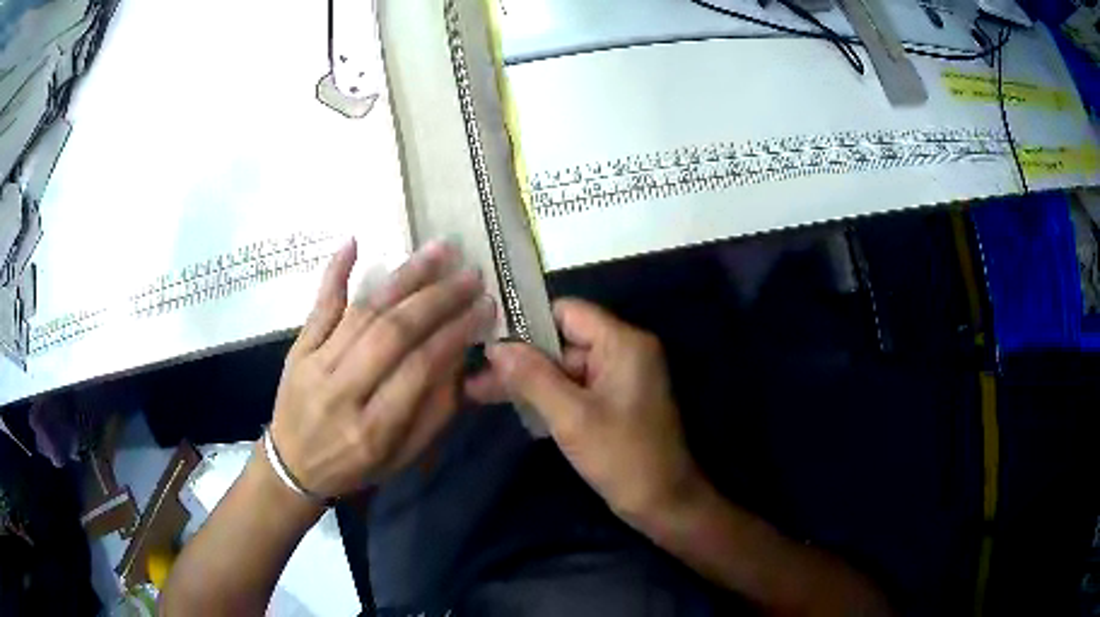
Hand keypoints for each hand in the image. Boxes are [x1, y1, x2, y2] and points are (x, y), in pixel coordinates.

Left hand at [270, 239, 495, 499]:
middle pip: (392, 333)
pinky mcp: (298, 348)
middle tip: (469, 275)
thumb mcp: (402, 458)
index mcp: (373, 429)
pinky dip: (335, 272)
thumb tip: (460, 359)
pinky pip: (319, 306)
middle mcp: (342, 392)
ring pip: (363, 312)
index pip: (419, 368)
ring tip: (438, 251)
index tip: (483, 307)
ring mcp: (315, 364)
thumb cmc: (354, 467)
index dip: (455, 334)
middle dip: (437, 299)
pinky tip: (355, 242)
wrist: (292, 467)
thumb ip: (434, 413)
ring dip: (403, 277)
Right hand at [467, 299, 701, 522]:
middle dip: (520, 359)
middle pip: (562, 342)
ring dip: (527, 380)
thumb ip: (533, 377)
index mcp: (623, 343)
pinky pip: (574, 388)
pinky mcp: (612, 402)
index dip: (527, 322)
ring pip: (564, 368)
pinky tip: (510, 405)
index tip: (488, 337)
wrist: (664, 503)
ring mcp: (618, 378)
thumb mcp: (573, 417)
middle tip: (475, 374)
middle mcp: (623, 352)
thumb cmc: (623, 458)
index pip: (567, 312)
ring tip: (478, 392)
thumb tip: (496, 347)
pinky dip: (546, 396)